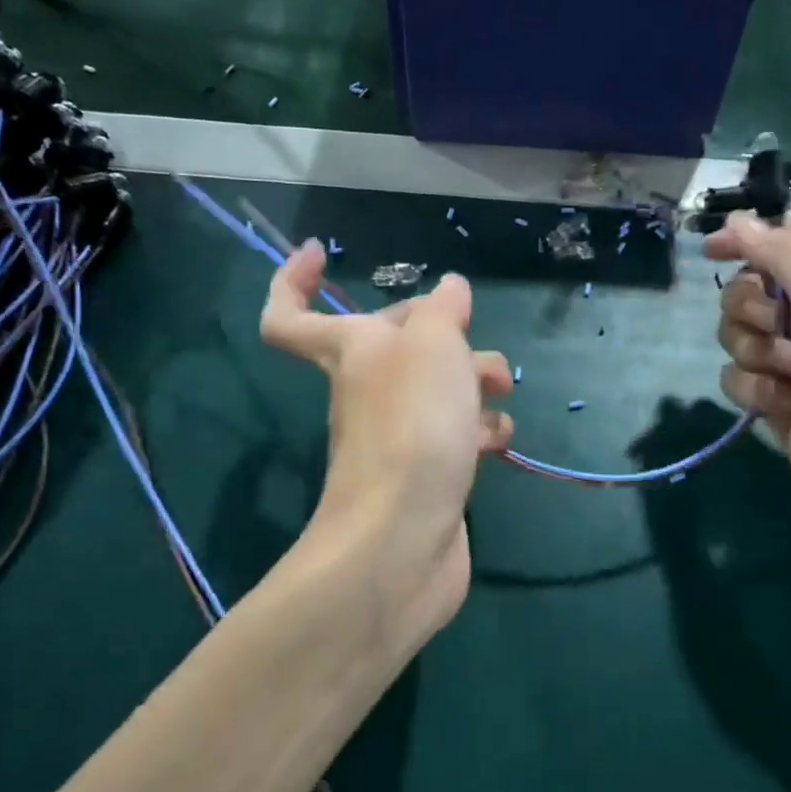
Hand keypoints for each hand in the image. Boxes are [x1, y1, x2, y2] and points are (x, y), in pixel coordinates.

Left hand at [260, 241, 513, 645]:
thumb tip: (449, 290)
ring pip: (436, 389)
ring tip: (499, 392)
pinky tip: (499, 441)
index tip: (324, 252)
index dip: (294, 279)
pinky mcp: (429, 473)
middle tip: (473, 339)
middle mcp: (368, 390)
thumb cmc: (412, 426)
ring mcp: (398, 435)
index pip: (291, 315)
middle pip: (398, 344)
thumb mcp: (434, 346)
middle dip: (441, 333)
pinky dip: (478, 431)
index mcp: (351, 352)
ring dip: (473, 382)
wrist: (404, 539)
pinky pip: (455, 436)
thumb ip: (443, 310)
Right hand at [705, 213, 790, 557]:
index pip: (783, 240)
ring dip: (755, 355)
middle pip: (748, 291)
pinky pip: (738, 380)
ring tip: (790, 377)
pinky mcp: (778, 402)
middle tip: (778, 328)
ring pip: (736, 337)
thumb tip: (738, 220)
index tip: (711, 251)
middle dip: (749, 309)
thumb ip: (781, 251)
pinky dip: (756, 393)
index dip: (746, 240)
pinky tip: (785, 409)